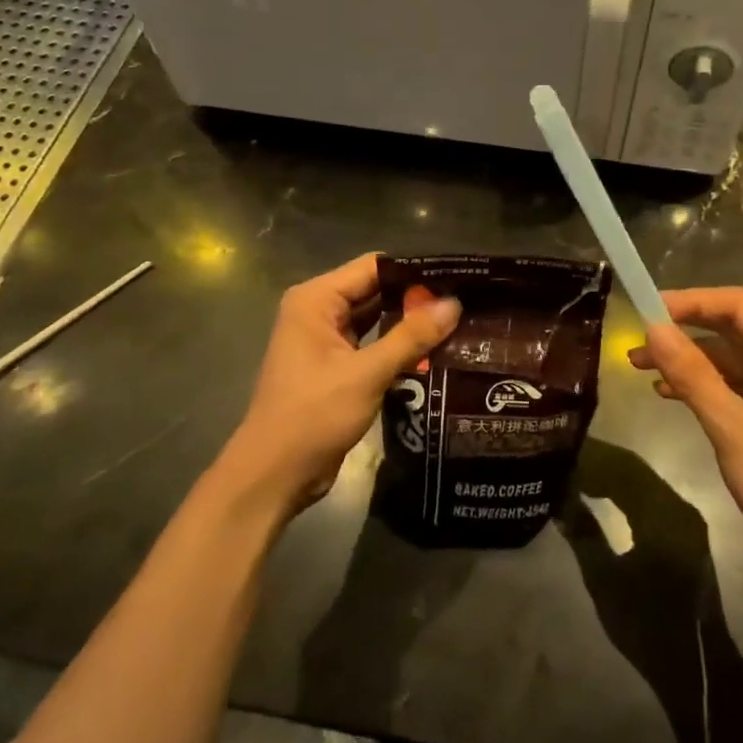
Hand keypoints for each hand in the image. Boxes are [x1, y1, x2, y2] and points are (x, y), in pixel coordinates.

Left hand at [220, 254, 459, 520]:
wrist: (275, 475)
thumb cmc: (312, 416)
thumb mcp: (366, 374)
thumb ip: (411, 336)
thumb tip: (454, 304)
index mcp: (315, 300)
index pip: (373, 267)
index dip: (414, 270)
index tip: (457, 277)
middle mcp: (319, 313)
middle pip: (376, 291)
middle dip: (416, 297)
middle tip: (467, 301)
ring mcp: (327, 341)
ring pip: (377, 320)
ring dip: (410, 323)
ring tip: (459, 322)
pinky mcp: (337, 368)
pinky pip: (373, 346)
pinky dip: (399, 347)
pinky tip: (436, 350)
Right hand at [629, 288, 742, 578]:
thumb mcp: (731, 425)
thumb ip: (691, 374)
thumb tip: (652, 329)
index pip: (737, 304)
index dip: (690, 302)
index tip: (646, 310)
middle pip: (733, 327)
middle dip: (684, 331)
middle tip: (638, 341)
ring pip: (730, 356)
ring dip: (688, 360)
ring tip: (641, 368)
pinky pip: (735, 383)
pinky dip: (703, 384)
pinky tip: (669, 393)